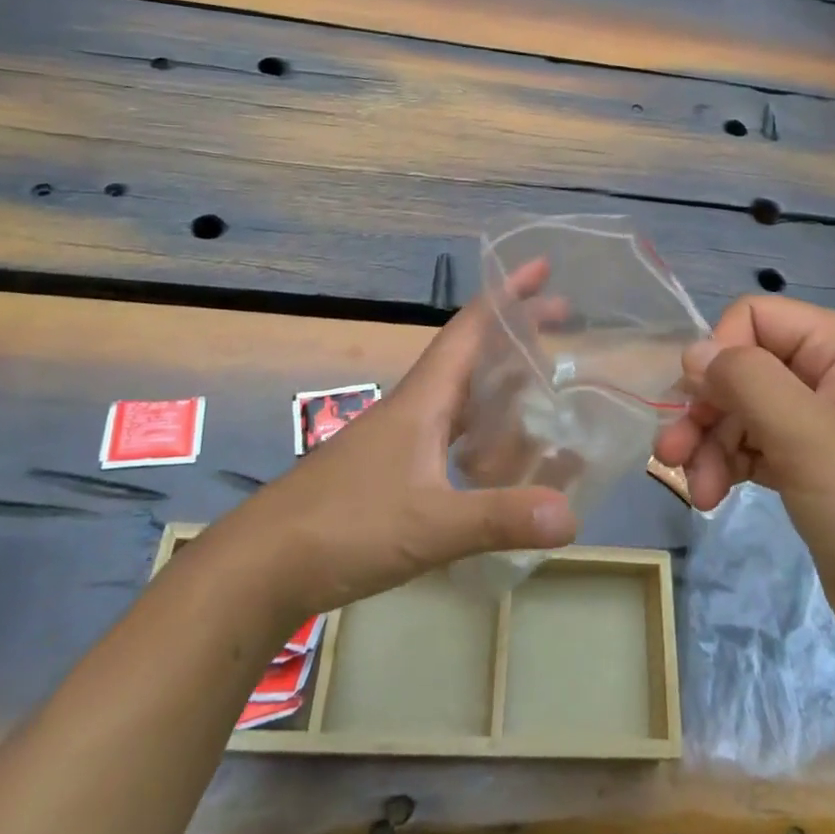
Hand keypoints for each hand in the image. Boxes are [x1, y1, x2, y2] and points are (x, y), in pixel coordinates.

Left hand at [231, 266, 578, 622]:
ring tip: (545, 394)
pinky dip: (483, 437)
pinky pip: (451, 438)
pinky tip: (498, 464)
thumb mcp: (431, 524)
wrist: (261, 566)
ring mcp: (399, 441)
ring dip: (502, 388)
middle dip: (517, 337)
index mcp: (423, 399)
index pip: (470, 328)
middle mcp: (414, 408)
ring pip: (462, 399)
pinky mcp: (391, 472)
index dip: (507, 294)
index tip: (542, 267)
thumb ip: (500, 518)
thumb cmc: (345, 526)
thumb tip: (572, 516)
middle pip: (472, 356)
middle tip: (565, 328)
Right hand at [655, 296, 834, 595]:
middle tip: (670, 453)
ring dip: (710, 444)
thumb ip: (744, 379)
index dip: (719, 352)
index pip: (756, 317)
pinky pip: (755, 445)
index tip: (696, 401)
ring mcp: (822, 422)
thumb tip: (692, 351)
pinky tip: (712, 497)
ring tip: (696, 490)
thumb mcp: (805, 433)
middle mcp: (831, 374)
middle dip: (705, 409)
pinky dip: (729, 465)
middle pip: (744, 366)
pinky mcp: (811, 466)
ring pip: (743, 409)